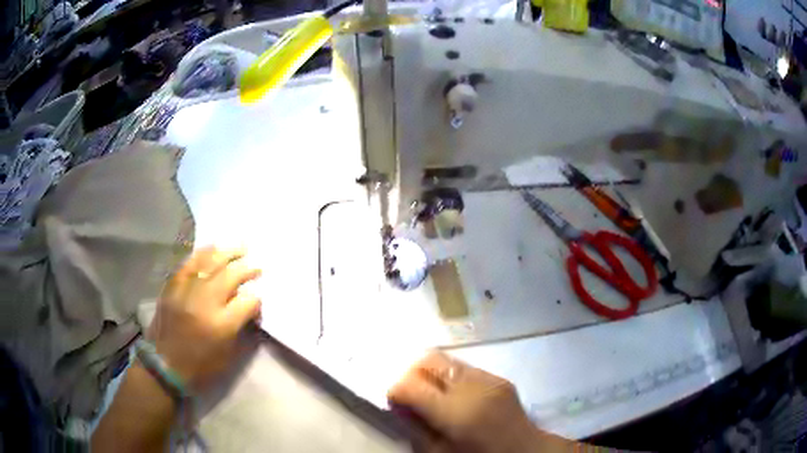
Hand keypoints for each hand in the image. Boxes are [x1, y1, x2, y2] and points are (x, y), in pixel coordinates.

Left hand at [147, 246, 261, 390]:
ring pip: (211, 262)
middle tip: (257, 267)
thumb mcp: (228, 355)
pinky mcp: (173, 285)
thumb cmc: (200, 365)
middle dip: (247, 269)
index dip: (256, 300)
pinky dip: (203, 254)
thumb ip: (242, 329)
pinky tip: (214, 248)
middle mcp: (205, 302)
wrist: (164, 364)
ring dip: (228, 253)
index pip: (248, 301)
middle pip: (231, 275)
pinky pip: (190, 263)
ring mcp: (187, 290)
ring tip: (240, 248)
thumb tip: (251, 310)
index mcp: (222, 324)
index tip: (257, 301)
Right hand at [388, 351, 540, 452]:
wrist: (524, 451)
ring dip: (431, 373)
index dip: (395, 391)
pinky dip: (450, 376)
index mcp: (456, 413)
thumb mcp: (439, 452)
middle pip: (428, 360)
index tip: (394, 401)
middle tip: (409, 394)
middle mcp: (472, 387)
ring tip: (431, 393)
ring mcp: (488, 378)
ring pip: (446, 359)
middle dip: (411, 374)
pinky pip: (465, 367)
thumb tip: (399, 405)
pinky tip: (453, 394)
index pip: (411, 385)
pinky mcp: (498, 377)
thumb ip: (416, 427)